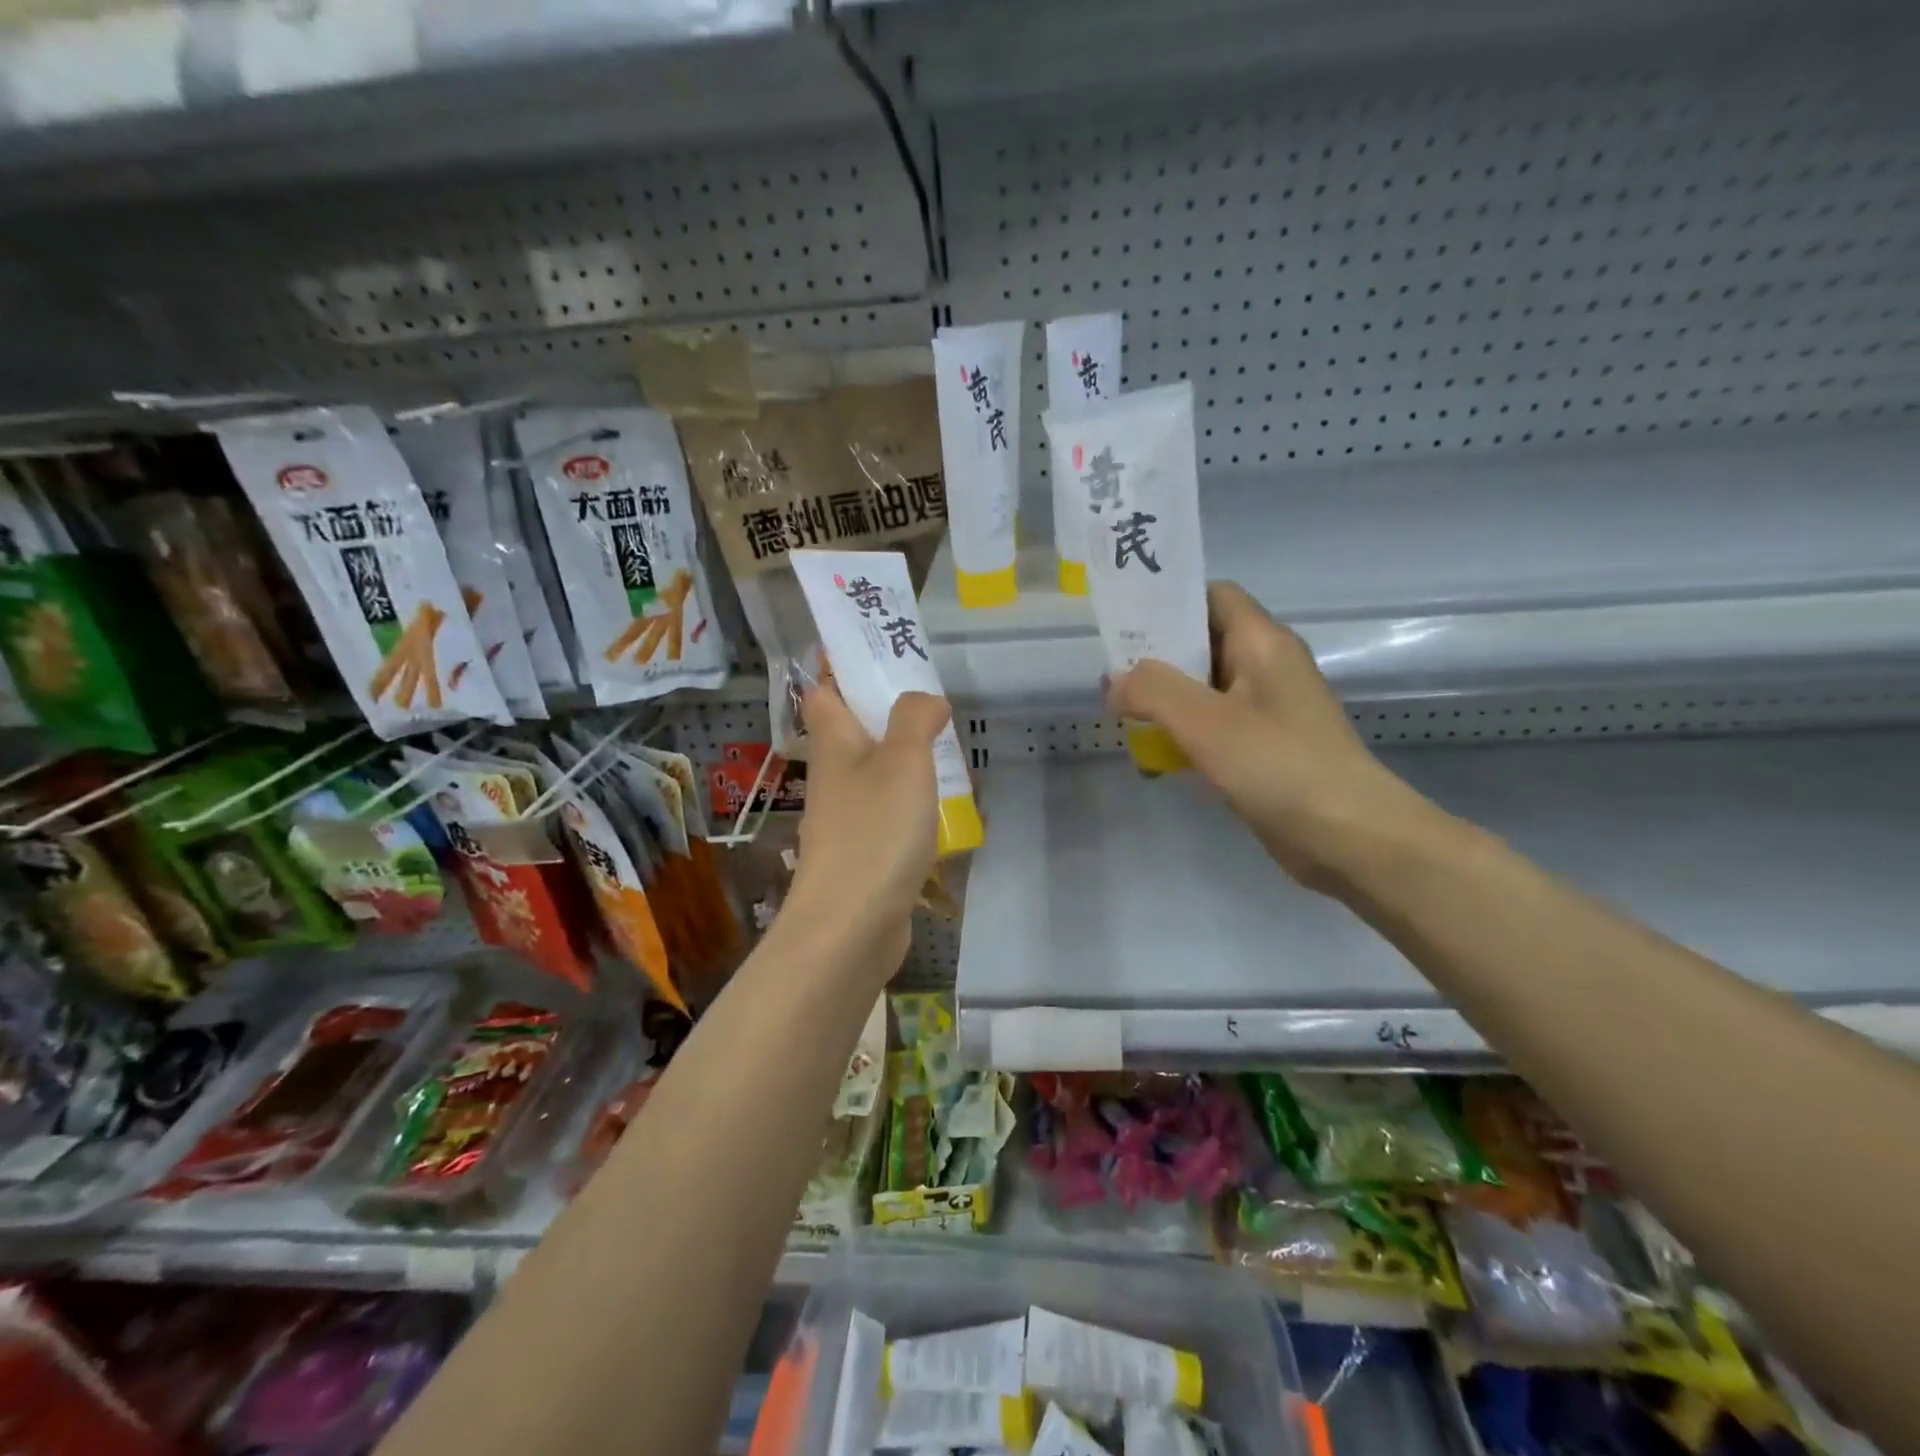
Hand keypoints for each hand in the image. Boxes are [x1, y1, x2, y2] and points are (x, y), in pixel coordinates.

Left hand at [785, 683, 950, 967]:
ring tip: (951, 752)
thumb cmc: (875, 830)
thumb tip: (926, 698)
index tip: (881, 652)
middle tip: (936, 703)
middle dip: (890, 713)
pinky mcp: (864, 852)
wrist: (852, 924)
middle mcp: (834, 775)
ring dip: (908, 760)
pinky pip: (890, 812)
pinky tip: (946, 807)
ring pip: (877, 772)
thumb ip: (914, 718)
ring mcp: (847, 817)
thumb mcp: (903, 759)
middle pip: (855, 730)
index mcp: (833, 742)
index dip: (842, 667)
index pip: (823, 690)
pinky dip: (914, 803)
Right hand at [1110, 581, 1434, 889]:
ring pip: (1205, 688)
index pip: (1213, 596)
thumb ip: (1153, 691)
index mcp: (1263, 643)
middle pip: (1203, 642)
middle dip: (1156, 658)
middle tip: (1112, 678)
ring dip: (1166, 700)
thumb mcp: (1206, 722)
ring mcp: (1268, 709)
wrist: (1350, 837)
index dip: (1169, 603)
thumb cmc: (1279, 765)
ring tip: (1124, 717)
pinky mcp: (1265, 746)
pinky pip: (1215, 725)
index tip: (1125, 626)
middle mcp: (1267, 667)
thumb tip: (1115, 682)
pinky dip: (1185, 733)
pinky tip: (1157, 757)